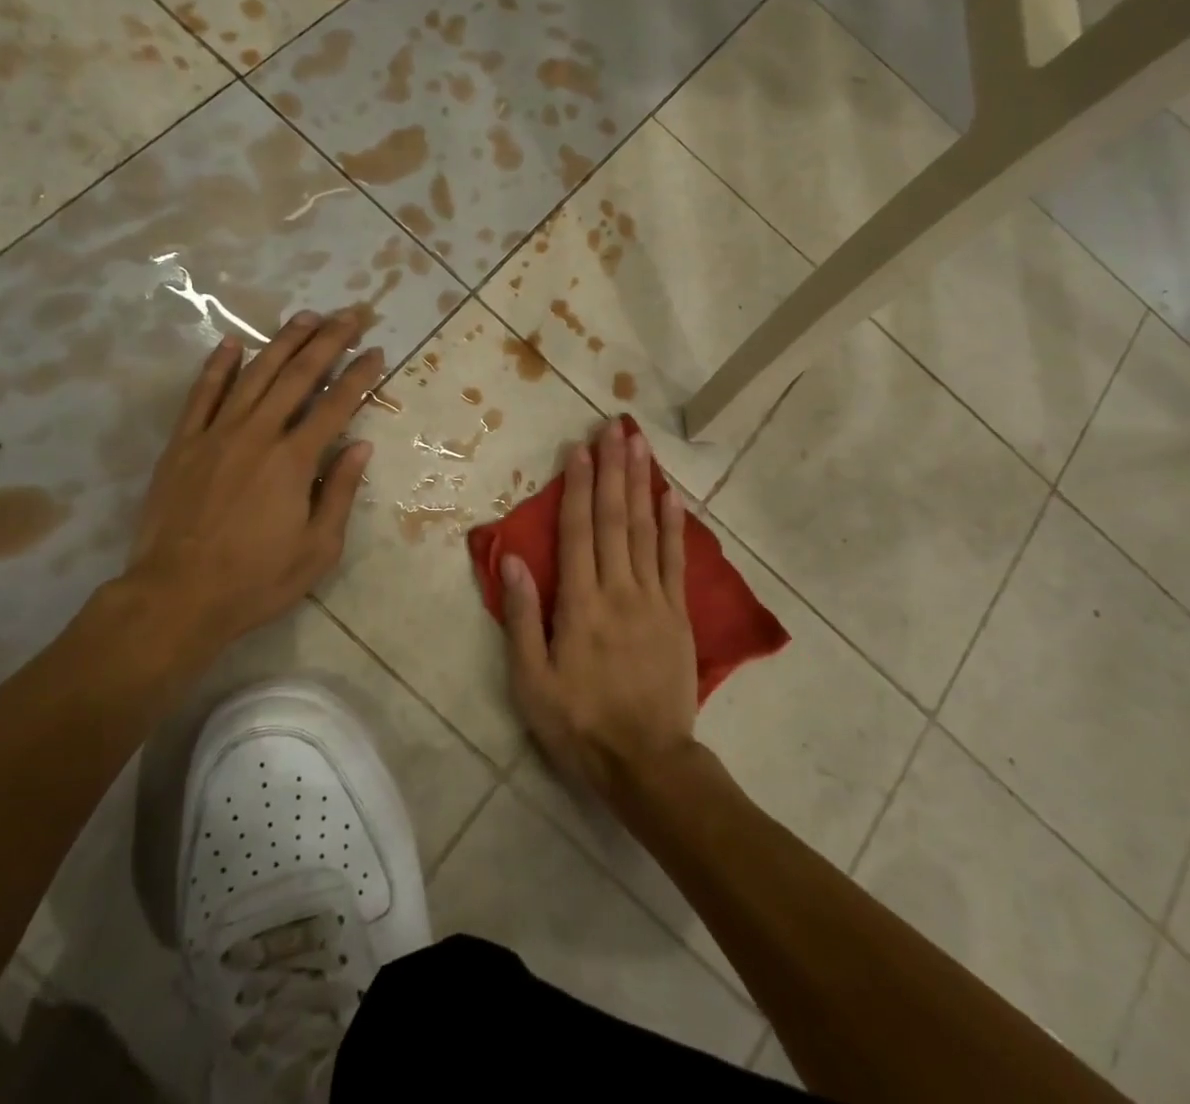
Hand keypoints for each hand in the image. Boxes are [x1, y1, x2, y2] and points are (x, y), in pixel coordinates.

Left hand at [114, 309, 381, 661]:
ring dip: (283, 341)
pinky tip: (232, 343)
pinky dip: (218, 366)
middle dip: (329, 340)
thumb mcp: (318, 549)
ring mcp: (216, 434)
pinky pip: (202, 395)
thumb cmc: (256, 580)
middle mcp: (258, 434)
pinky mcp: (182, 444)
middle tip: (351, 315)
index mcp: (294, 460)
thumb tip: (361, 447)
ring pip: (254, 374)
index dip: (360, 375)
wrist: (176, 597)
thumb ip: (339, 492)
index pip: (336, 404)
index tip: (377, 351)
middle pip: (298, 375)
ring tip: (306, 316)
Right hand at [501, 420, 698, 798]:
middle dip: (613, 469)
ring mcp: (654, 599)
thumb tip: (512, 558)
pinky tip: (671, 495)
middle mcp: (619, 589)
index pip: (579, 531)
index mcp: (580, 603)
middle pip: (615, 518)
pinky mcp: (677, 614)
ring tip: (639, 445)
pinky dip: (673, 525)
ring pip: (646, 529)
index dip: (578, 486)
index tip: (580, 449)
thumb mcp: (532, 681)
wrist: (647, 763)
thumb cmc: (580, 724)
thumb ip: (522, 617)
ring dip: (641, 483)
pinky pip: (675, 561)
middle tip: (615, 427)